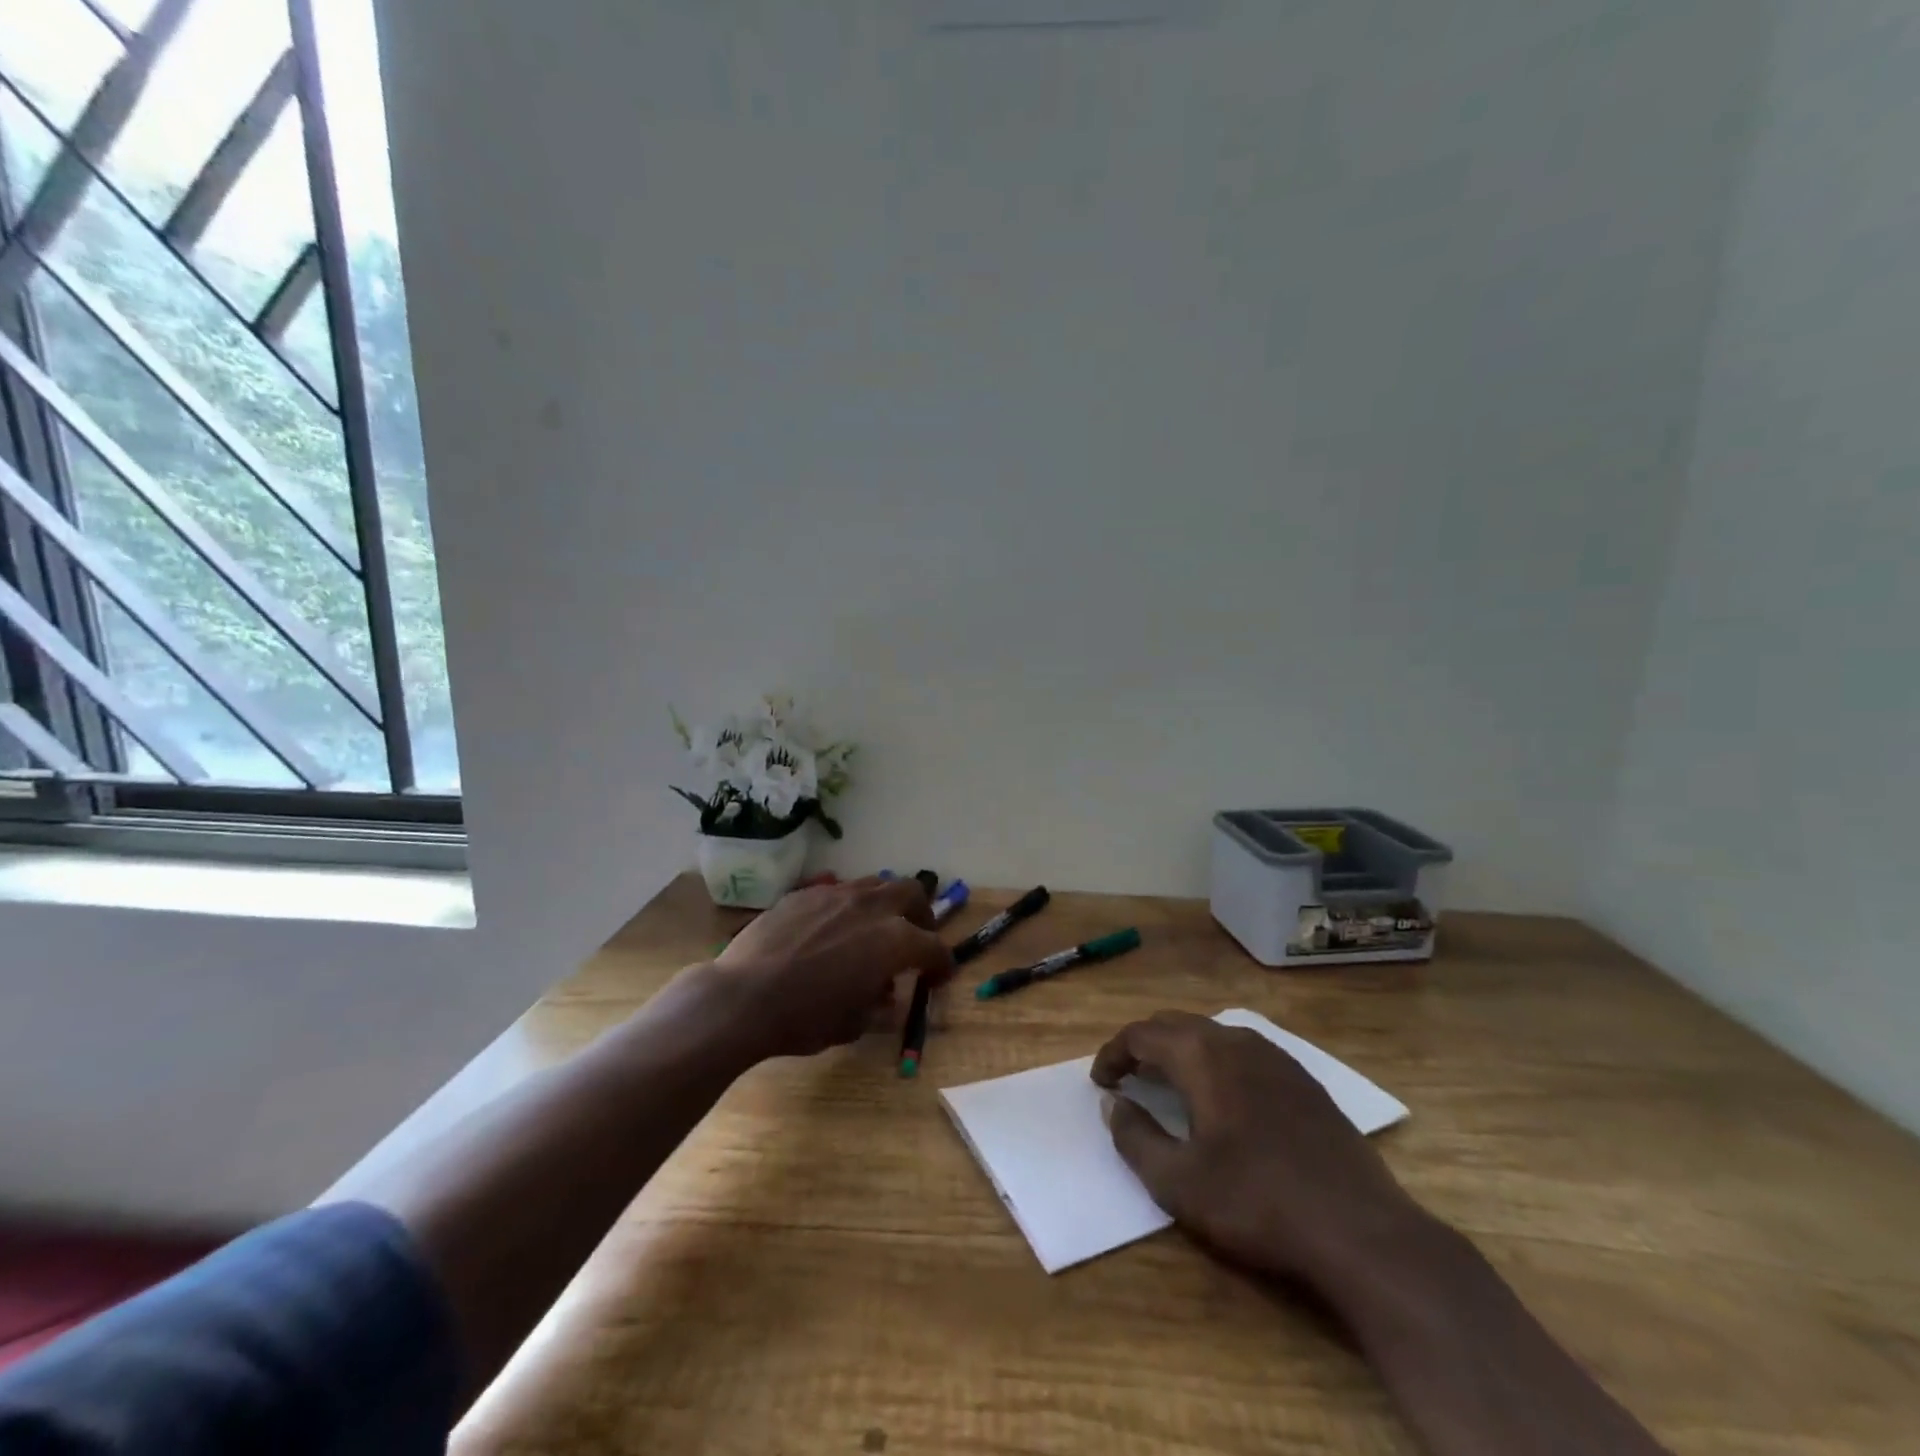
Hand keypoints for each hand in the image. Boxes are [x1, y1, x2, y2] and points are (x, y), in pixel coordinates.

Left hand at [712, 877, 955, 1059]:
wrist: (743, 997)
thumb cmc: (804, 1019)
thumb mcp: (853, 1024)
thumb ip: (878, 1004)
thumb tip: (885, 993)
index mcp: (894, 941)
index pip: (934, 947)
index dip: (941, 964)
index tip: (938, 977)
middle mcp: (872, 908)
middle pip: (912, 893)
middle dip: (920, 915)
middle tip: (913, 938)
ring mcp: (837, 894)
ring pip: (875, 885)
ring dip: (884, 905)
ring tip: (873, 929)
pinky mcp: (805, 892)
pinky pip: (838, 890)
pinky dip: (847, 907)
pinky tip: (831, 929)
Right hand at [1091, 1010, 1421, 1288]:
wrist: (1360, 1230)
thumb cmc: (1256, 1202)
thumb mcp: (1178, 1182)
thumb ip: (1135, 1137)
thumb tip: (1112, 1104)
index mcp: (1201, 1055)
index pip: (1141, 1034)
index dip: (1113, 1053)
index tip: (1099, 1081)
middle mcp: (1235, 1040)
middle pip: (1175, 1025)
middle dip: (1144, 1045)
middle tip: (1127, 1076)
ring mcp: (1275, 1056)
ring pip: (1212, 1034)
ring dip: (1181, 1050)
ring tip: (1168, 1082)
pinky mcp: (1303, 1079)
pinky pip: (1243, 1051)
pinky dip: (1216, 1061)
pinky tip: (1222, 1097)